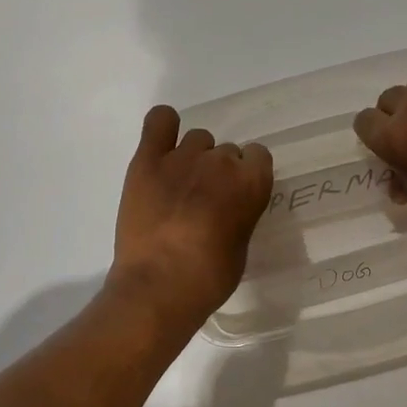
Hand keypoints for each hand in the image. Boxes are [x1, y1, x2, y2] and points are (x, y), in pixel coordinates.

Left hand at [112, 105, 273, 323]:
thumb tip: (228, 208)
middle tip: (204, 200)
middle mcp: (221, 162)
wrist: (158, 285)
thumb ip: (241, 215)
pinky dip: (164, 126)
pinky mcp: (147, 160)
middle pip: (226, 151)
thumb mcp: (240, 247)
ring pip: (197, 139)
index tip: (236, 195)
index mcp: (251, 183)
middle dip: (218, 172)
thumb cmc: (208, 278)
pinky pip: (160, 121)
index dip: (247, 175)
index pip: (258, 156)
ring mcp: (182, 157)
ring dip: (194, 157)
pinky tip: (161, 144)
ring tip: (180, 185)